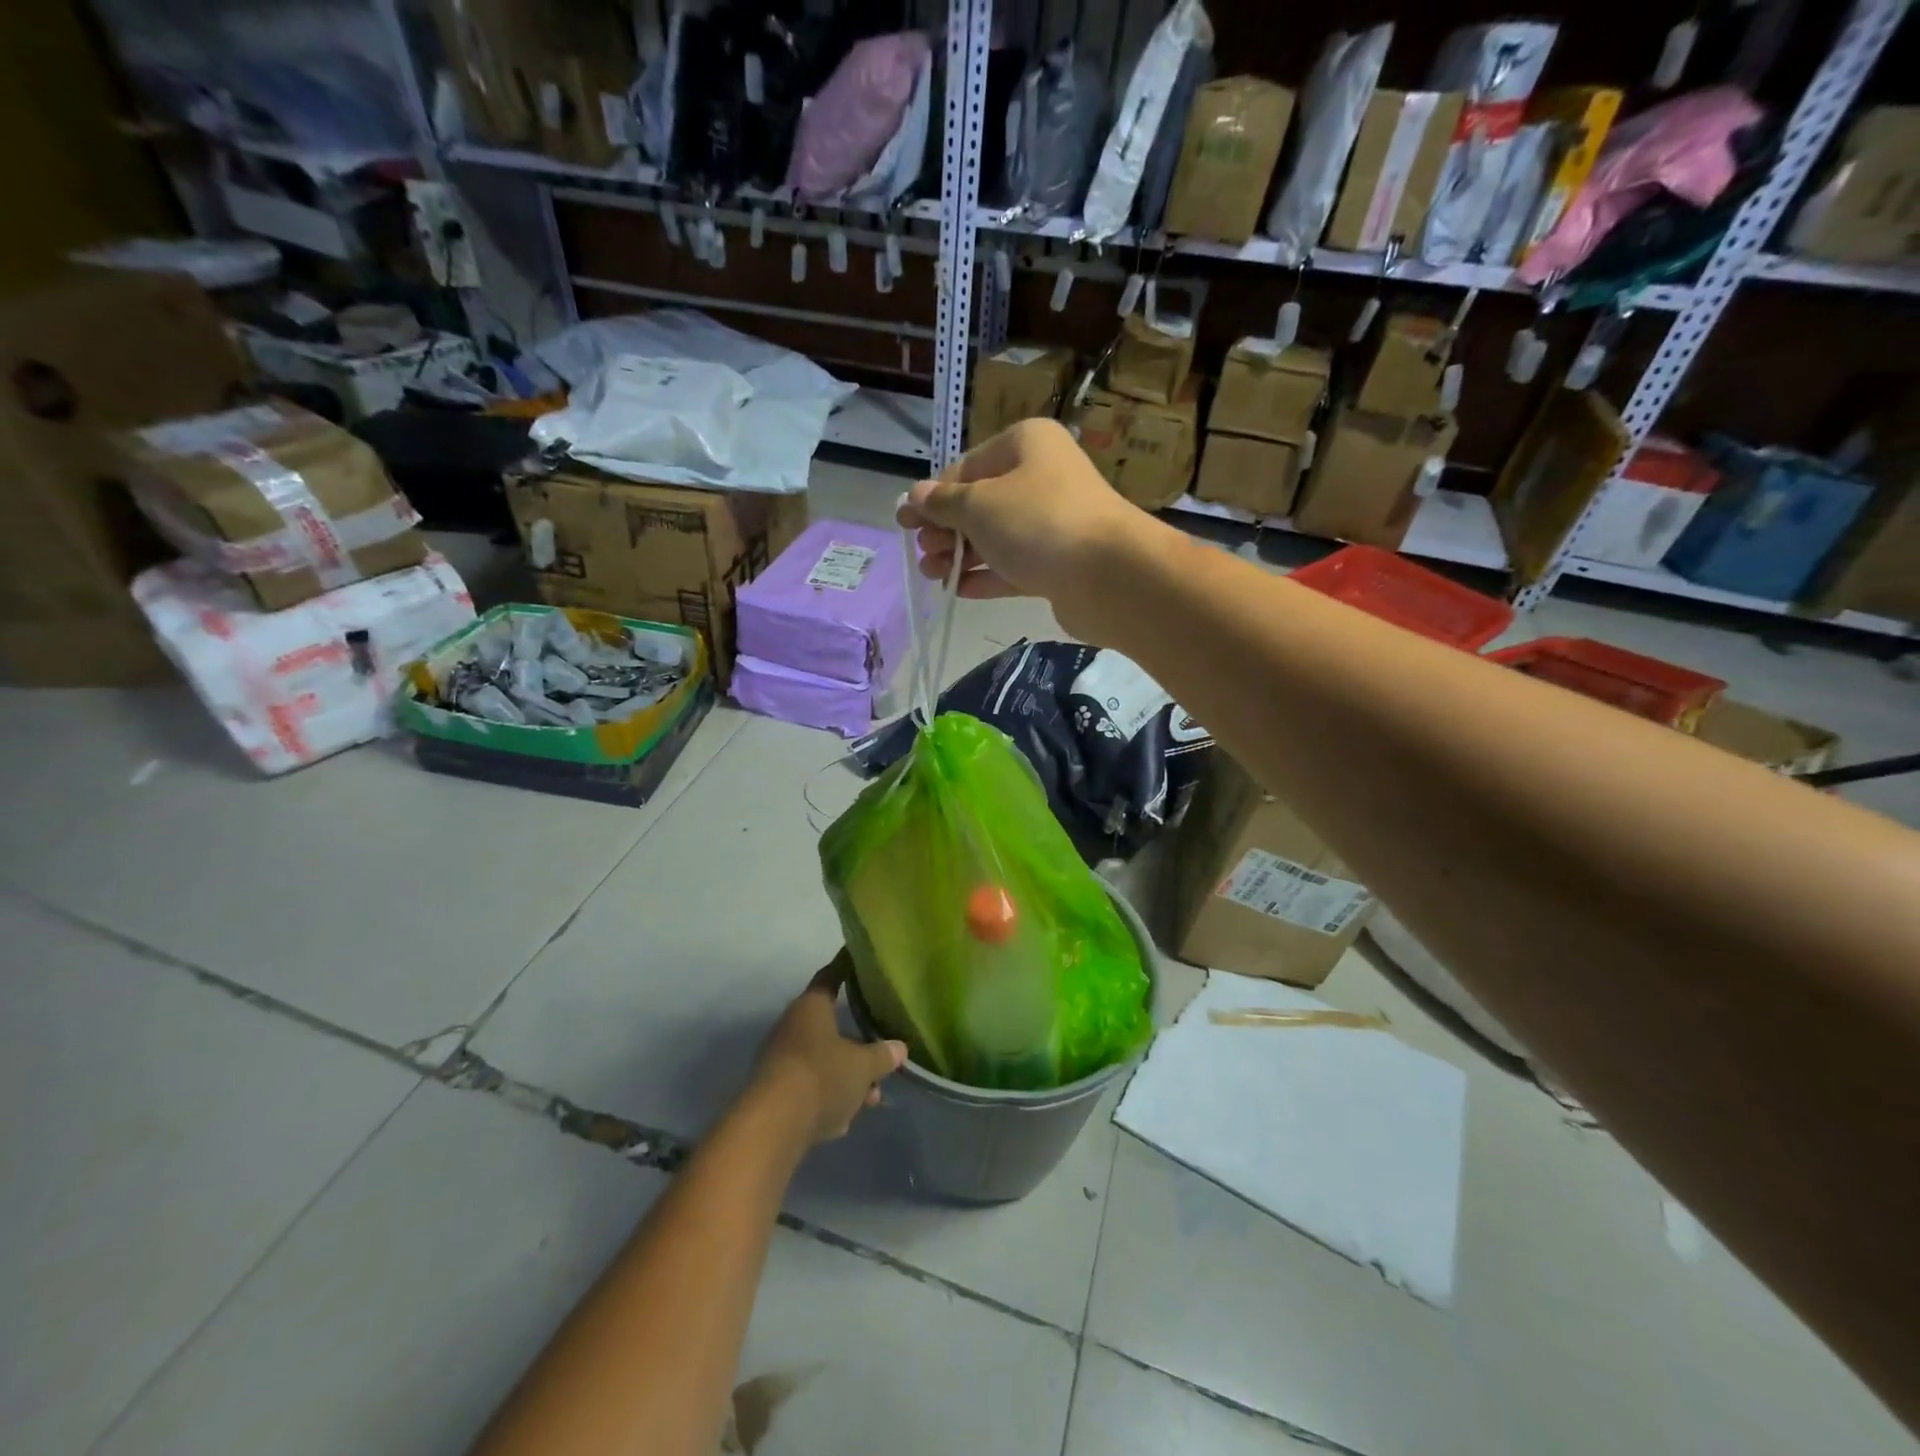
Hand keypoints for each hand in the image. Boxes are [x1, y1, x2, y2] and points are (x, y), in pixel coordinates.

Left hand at [751, 953, 906, 1145]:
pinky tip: (846, 1118)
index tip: (858, 958)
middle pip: (829, 1027)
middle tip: (880, 1051)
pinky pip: (810, 1088)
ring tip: (872, 1096)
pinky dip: (829, 1098)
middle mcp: (792, 1027)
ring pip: (822, 1061)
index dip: (845, 967)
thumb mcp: (863, 1066)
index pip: (830, 977)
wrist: (773, 1126)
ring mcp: (781, 1060)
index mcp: (811, 1007)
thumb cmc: (822, 1077)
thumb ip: (882, 1055)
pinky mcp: (776, 1092)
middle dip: (856, 1043)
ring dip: (846, 1077)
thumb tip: (899, 1048)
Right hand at [895, 418, 1166, 639]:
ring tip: (933, 576)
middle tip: (923, 554)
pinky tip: (959, 591)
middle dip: (947, 530)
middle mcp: (1042, 477)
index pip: (967, 467)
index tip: (905, 522)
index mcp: (1025, 444)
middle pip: (981, 503)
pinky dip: (988, 576)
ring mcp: (1054, 522)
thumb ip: (943, 503)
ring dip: (962, 556)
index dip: (933, 495)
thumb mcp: (978, 505)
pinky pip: (1015, 566)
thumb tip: (915, 495)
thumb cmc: (1036, 521)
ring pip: (997, 537)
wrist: (1107, 573)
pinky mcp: (1060, 563)